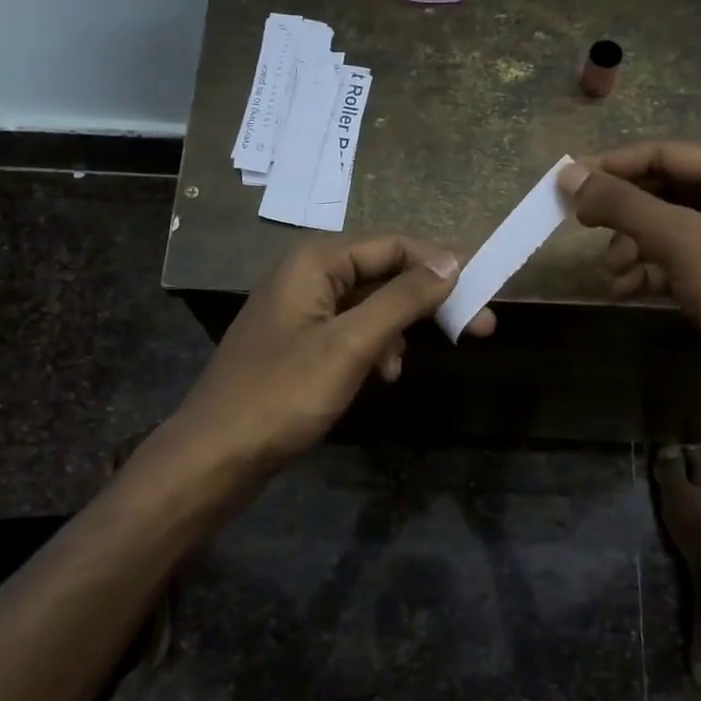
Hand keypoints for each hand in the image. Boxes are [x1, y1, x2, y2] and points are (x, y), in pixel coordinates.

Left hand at [174, 235, 494, 469]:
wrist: (216, 455)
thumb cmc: (283, 394)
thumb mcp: (350, 344)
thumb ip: (402, 299)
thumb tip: (451, 261)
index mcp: (316, 262)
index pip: (395, 245)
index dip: (442, 265)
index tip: (485, 294)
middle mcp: (308, 275)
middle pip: (384, 274)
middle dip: (427, 301)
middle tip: (479, 329)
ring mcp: (301, 311)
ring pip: (370, 306)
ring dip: (398, 330)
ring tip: (403, 367)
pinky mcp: (300, 344)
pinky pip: (351, 332)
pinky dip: (374, 349)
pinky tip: (383, 376)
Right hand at [559, 143, 700, 429]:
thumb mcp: (681, 240)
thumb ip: (622, 205)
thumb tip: (567, 174)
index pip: (666, 154)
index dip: (614, 167)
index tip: (565, 184)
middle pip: (662, 192)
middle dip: (623, 216)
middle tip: (582, 229)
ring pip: (663, 229)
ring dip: (630, 248)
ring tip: (611, 274)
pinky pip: (672, 260)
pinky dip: (645, 271)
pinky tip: (624, 290)